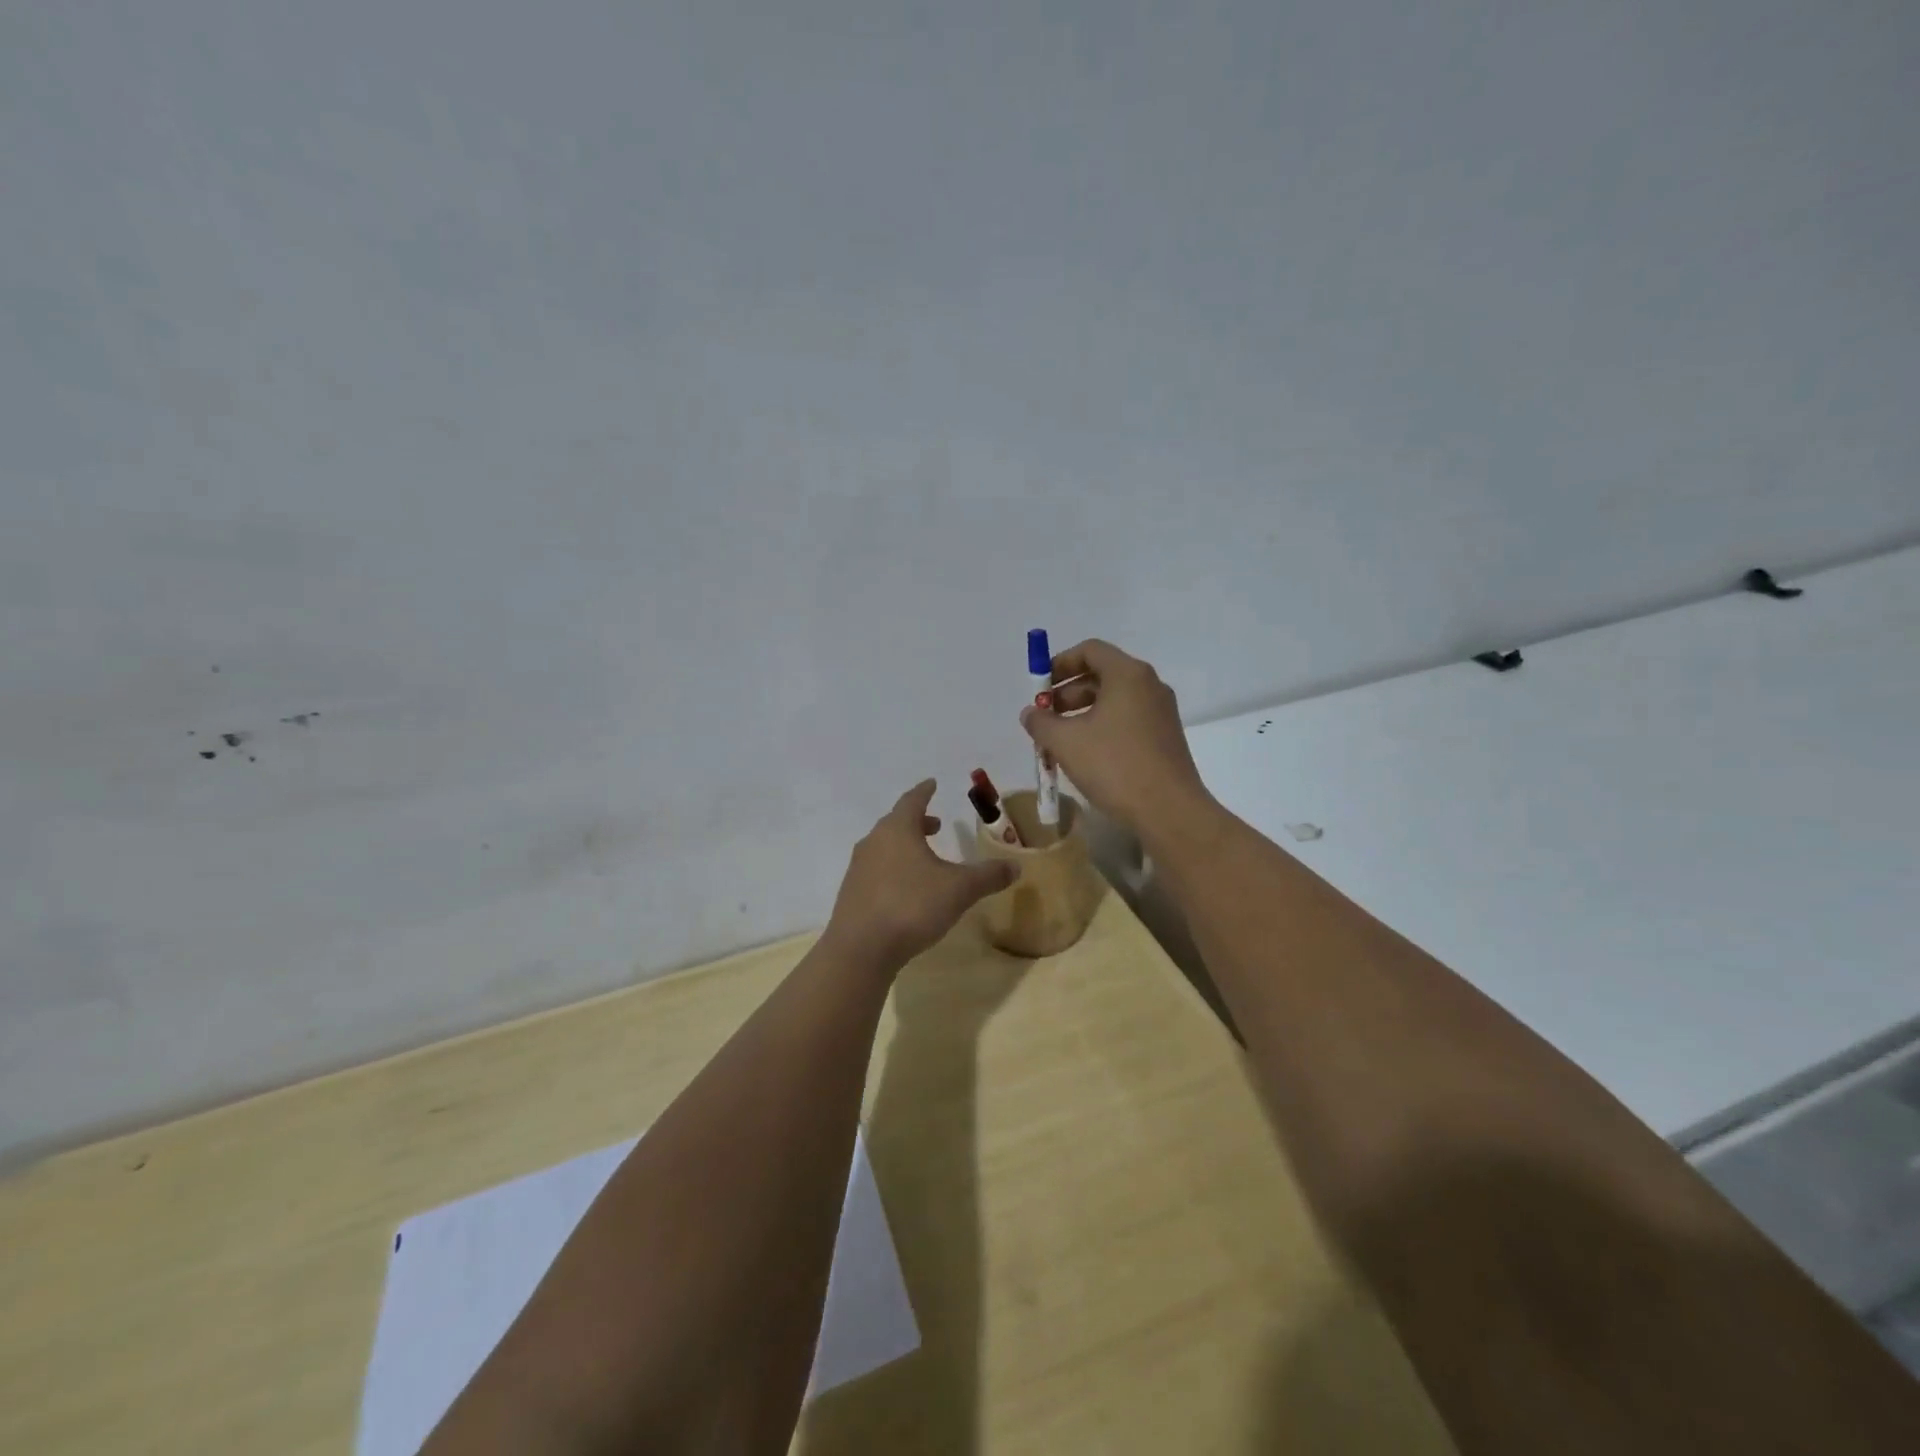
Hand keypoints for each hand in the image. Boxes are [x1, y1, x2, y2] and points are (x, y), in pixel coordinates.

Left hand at [824, 780, 1017, 970]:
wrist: (860, 948)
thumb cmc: (911, 906)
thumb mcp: (959, 889)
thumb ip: (988, 875)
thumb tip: (1016, 866)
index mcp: (897, 830)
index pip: (912, 800)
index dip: (925, 791)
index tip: (932, 783)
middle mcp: (874, 842)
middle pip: (896, 823)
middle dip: (917, 821)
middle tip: (935, 824)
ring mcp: (858, 868)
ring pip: (884, 847)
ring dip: (904, 847)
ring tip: (924, 858)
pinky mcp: (852, 893)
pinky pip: (876, 871)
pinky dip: (893, 869)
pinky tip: (906, 889)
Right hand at [1020, 638, 1214, 832]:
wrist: (1169, 811)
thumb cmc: (1114, 766)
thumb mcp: (1065, 742)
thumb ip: (1041, 722)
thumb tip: (1030, 713)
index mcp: (1128, 674)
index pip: (1090, 650)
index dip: (1059, 664)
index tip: (1039, 688)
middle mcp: (1149, 686)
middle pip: (1102, 674)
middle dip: (1068, 692)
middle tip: (1045, 717)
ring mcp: (1161, 713)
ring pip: (1114, 700)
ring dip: (1082, 712)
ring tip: (1060, 740)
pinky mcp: (1165, 738)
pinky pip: (1127, 720)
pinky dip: (1102, 727)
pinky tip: (1086, 755)